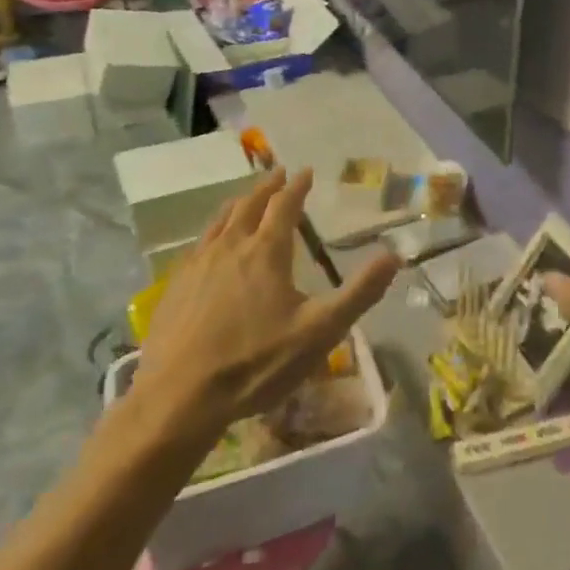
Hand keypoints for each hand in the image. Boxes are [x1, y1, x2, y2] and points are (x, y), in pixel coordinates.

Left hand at [131, 169, 397, 441]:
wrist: (178, 398)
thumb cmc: (256, 363)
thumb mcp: (320, 331)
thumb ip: (360, 292)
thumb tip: (394, 256)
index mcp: (266, 251)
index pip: (285, 205)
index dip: (297, 186)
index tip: (306, 171)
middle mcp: (230, 247)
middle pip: (249, 205)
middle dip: (267, 187)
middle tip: (279, 174)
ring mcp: (197, 265)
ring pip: (220, 221)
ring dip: (238, 204)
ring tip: (247, 199)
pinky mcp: (174, 286)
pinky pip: (198, 244)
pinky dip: (214, 231)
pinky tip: (212, 245)